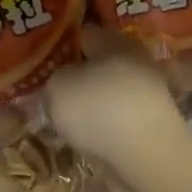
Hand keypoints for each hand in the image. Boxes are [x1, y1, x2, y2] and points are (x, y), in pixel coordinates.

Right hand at [43, 26, 186, 175]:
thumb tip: (60, 82)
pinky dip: (102, 128)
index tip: (42, 55)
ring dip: (90, 104)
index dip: (62, 41)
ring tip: (63, 116)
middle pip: (99, 64)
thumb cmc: (98, 110)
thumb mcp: (57, 87)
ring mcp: (146, 97)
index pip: (84, 32)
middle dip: (77, 75)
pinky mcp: (150, 128)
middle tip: (49, 88)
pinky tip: (85, 138)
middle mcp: (136, 64)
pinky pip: (117, 121)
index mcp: (116, 41)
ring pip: (109, 94)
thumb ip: (53, 79)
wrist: (144, 159)